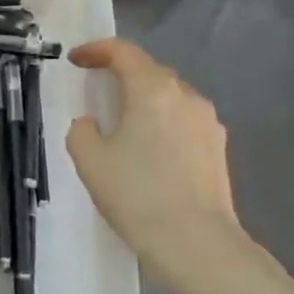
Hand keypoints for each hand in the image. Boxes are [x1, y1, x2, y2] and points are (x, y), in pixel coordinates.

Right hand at [65, 39, 273, 293]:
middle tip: (96, 87)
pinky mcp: (218, 147)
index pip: (123, 52)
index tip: (76, 60)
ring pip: (169, 96)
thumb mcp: (90, 160)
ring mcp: (207, 122)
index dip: (96, 50)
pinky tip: (150, 148)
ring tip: (123, 120)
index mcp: (152, 89)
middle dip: (121, 73)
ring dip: (144, 98)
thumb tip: (92, 123)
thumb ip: (82, 131)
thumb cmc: (137, 194)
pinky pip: (183, 120)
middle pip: (149, 70)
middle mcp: (185, 95)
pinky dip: (162, 121)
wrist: (197, 243)